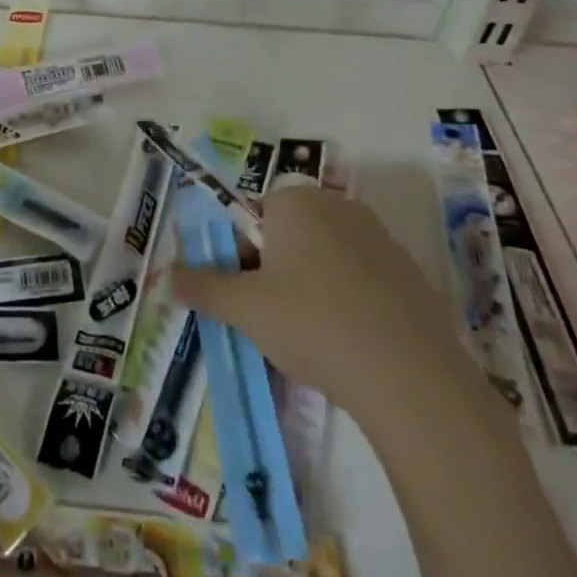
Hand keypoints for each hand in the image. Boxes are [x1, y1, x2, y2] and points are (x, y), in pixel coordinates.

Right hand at [172, 182, 460, 413]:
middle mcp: (336, 205)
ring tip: (311, 338)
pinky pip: (361, 278)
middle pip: (287, 235)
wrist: (410, 375)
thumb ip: (202, 286)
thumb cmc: (313, 324)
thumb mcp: (244, 308)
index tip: (244, 298)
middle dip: (273, 272)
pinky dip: (348, 301)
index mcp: (294, 201)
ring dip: (309, 287)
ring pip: (324, 257)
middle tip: (272, 320)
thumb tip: (166, 276)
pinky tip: (351, 344)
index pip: (250, 219)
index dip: (240, 259)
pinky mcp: (409, 271)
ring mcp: (378, 236)